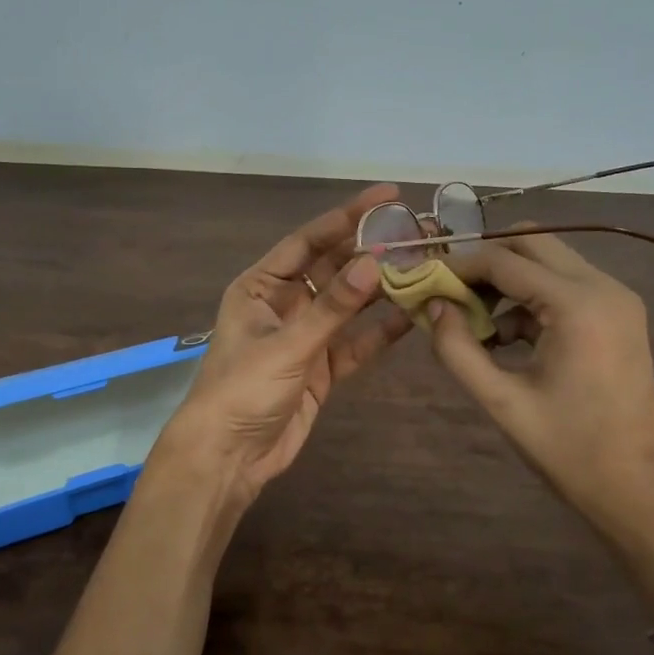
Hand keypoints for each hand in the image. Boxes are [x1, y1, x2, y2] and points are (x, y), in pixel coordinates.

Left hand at [157, 185, 411, 513]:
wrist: (228, 457)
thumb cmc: (242, 391)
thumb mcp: (287, 346)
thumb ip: (333, 308)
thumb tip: (376, 261)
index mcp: (261, 286)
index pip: (309, 240)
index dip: (346, 217)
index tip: (387, 196)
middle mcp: (285, 304)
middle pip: (334, 268)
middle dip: (372, 251)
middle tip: (418, 231)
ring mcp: (305, 337)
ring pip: (349, 305)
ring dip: (382, 289)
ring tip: (425, 266)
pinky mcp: (322, 368)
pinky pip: (356, 342)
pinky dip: (381, 331)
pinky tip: (413, 315)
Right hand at [426, 230, 653, 551]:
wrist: (639, 490)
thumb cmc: (569, 450)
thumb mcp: (502, 401)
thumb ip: (458, 349)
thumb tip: (433, 306)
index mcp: (578, 304)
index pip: (505, 259)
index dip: (459, 266)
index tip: (424, 281)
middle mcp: (603, 286)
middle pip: (532, 242)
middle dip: (486, 262)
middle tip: (450, 294)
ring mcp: (617, 299)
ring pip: (549, 261)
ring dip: (507, 280)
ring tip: (473, 323)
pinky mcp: (619, 316)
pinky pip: (565, 287)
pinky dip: (530, 300)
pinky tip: (505, 340)